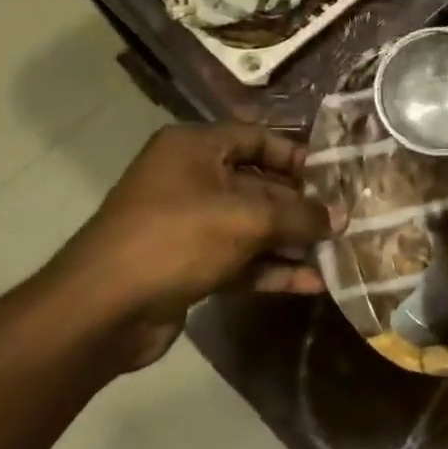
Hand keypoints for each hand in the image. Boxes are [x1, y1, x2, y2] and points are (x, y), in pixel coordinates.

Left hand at [48, 122, 334, 367]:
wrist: (102, 310)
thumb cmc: (176, 239)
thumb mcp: (248, 220)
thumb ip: (300, 216)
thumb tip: (342, 217)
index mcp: (194, 149)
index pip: (257, 138)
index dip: (297, 156)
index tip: (334, 177)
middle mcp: (190, 179)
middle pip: (259, 185)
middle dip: (301, 206)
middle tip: (344, 220)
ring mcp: (189, 224)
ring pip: (253, 226)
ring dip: (292, 241)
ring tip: (337, 252)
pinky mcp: (190, 264)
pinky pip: (241, 259)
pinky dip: (273, 269)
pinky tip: (311, 283)